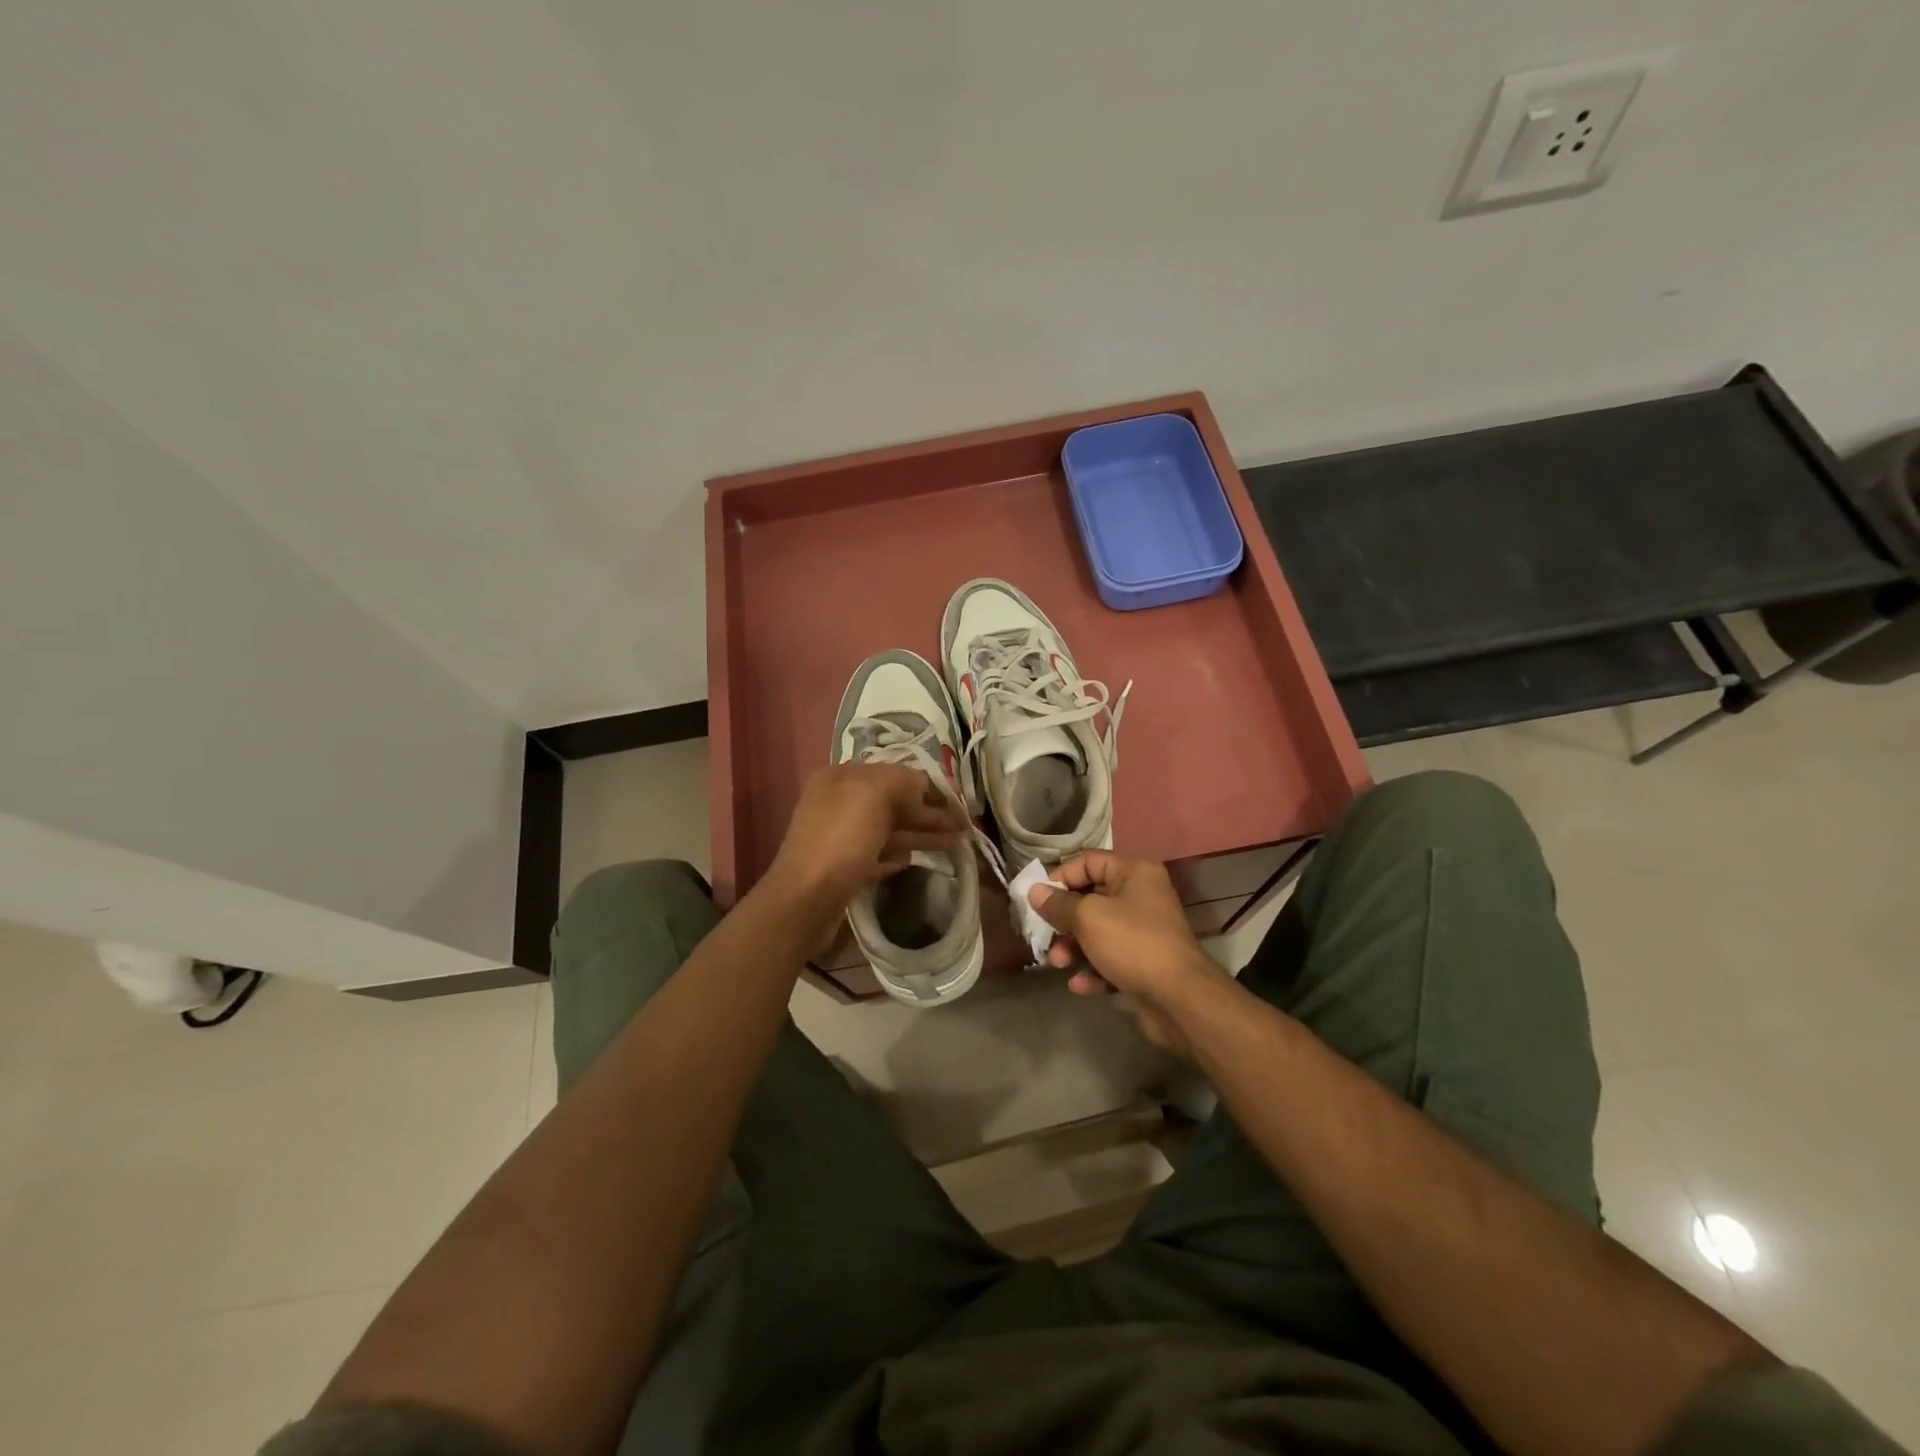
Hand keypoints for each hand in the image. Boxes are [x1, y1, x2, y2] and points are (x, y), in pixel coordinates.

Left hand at [765, 763, 968, 915]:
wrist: (805, 899)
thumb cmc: (842, 838)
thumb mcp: (875, 793)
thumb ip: (903, 780)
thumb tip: (922, 785)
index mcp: (842, 777)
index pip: (894, 773)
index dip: (928, 785)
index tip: (958, 799)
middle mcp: (838, 803)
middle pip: (893, 802)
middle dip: (929, 812)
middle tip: (964, 825)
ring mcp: (838, 837)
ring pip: (888, 830)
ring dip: (921, 834)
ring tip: (955, 843)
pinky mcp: (841, 869)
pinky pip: (876, 855)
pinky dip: (896, 855)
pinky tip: (913, 861)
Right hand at [1028, 851, 1225, 1052]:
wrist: (1181, 1000)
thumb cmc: (1133, 944)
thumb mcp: (1088, 918)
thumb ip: (1058, 903)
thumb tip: (1034, 891)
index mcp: (1135, 873)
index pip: (1088, 861)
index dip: (1061, 877)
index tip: (1038, 898)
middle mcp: (1142, 896)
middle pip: (1091, 898)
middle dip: (1064, 919)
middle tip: (1044, 934)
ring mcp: (1145, 931)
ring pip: (1098, 931)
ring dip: (1074, 948)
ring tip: (1058, 964)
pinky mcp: (1145, 962)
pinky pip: (1111, 959)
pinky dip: (1093, 970)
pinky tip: (1080, 985)